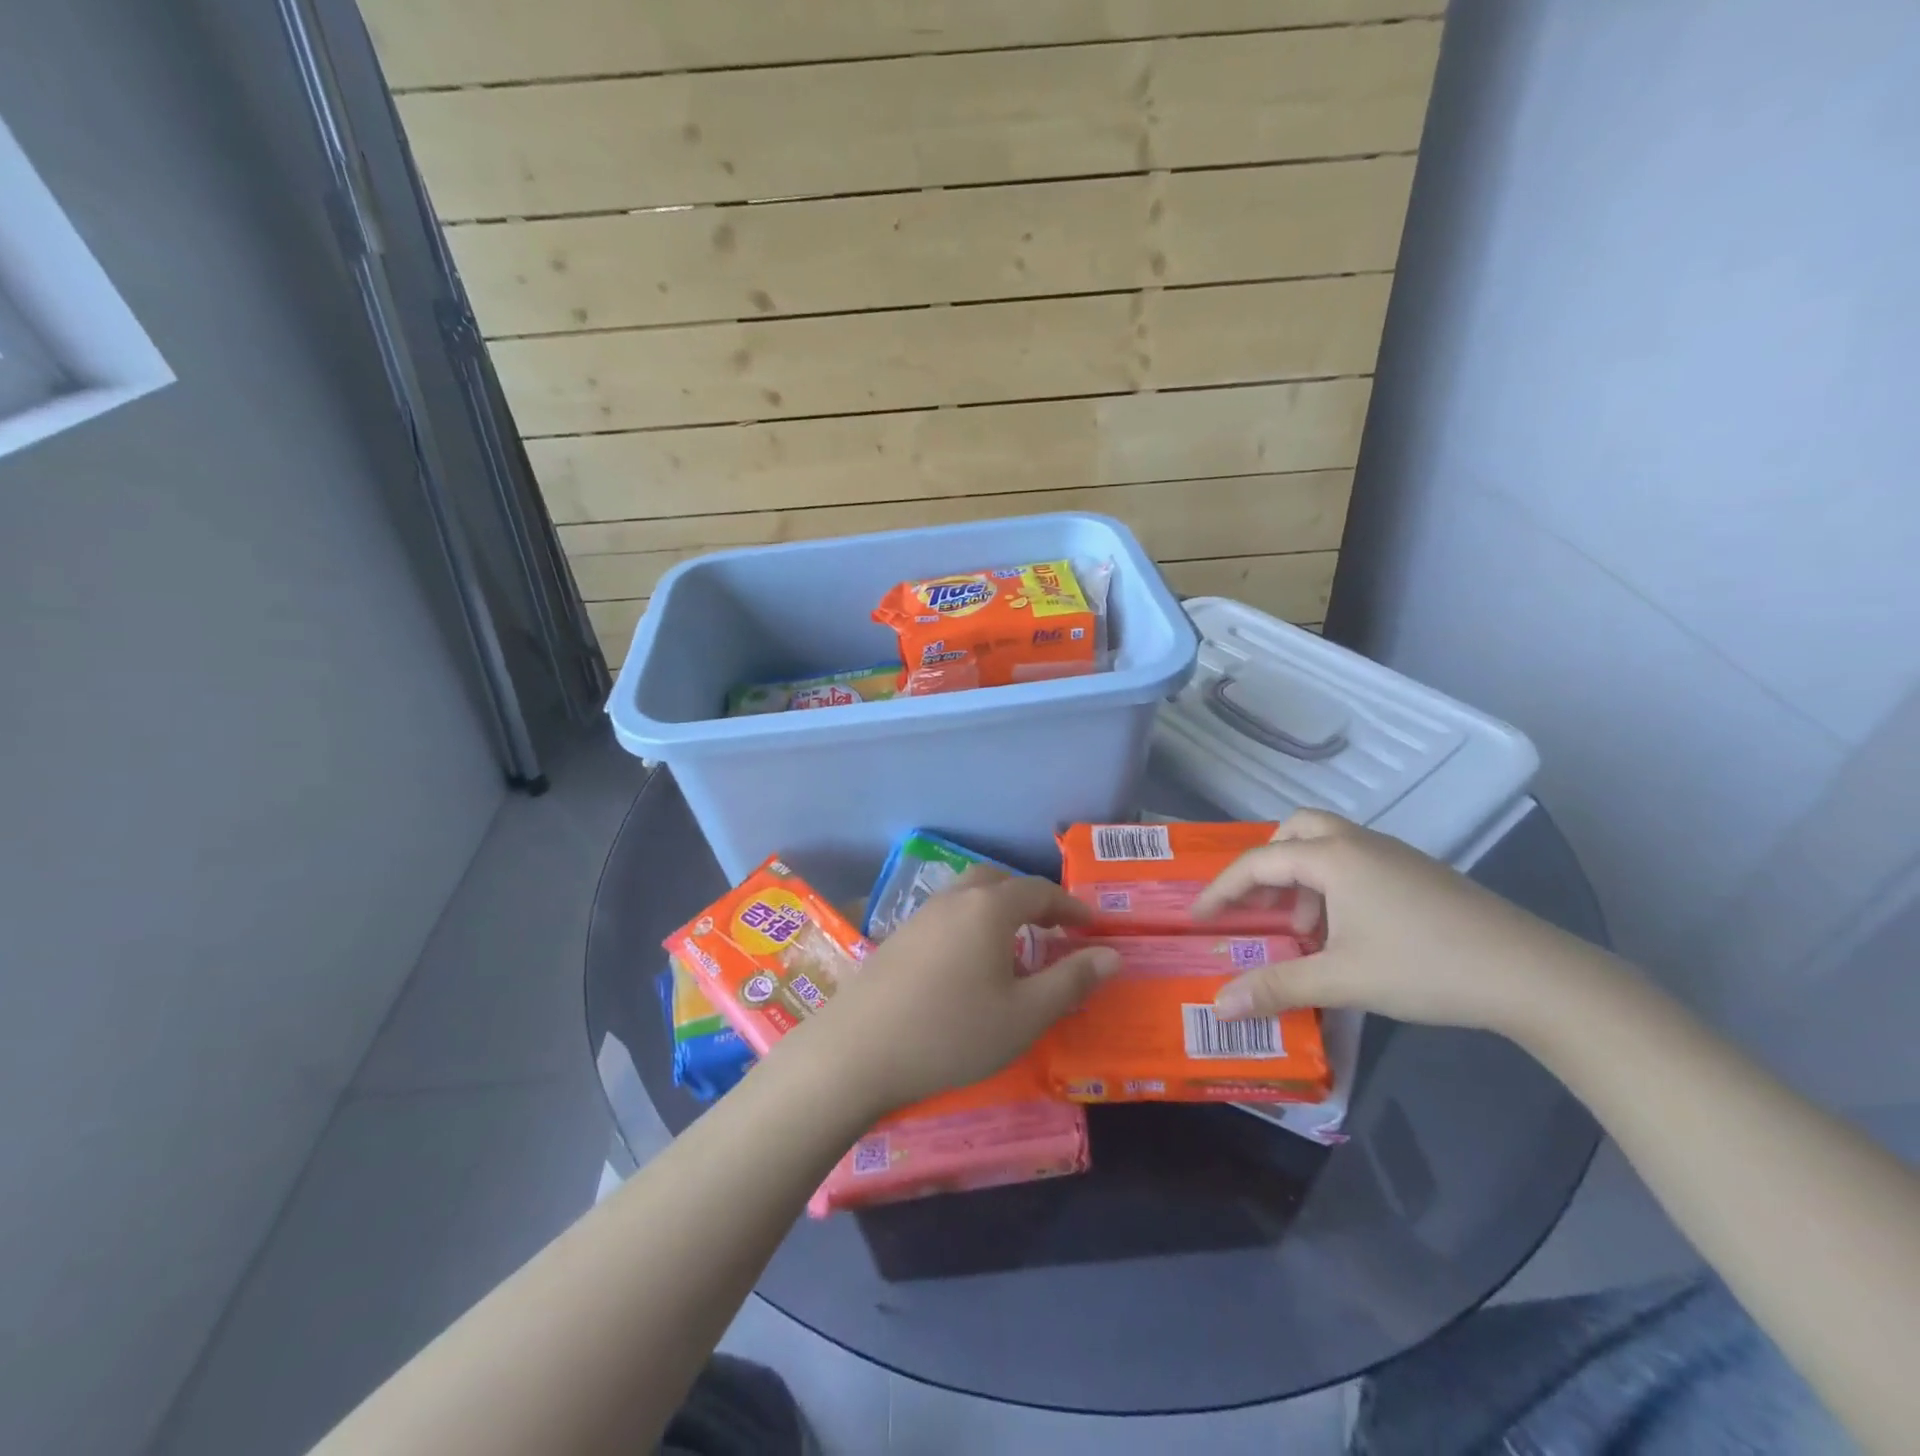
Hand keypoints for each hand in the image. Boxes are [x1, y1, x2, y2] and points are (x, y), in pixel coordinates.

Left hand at [790, 868, 1120, 1115]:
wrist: (858, 1051)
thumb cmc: (952, 1032)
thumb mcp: (1024, 1015)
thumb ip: (1071, 981)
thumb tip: (1112, 954)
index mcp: (989, 908)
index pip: (1039, 890)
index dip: (1069, 905)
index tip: (1090, 926)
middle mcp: (954, 899)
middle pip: (999, 881)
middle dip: (1030, 898)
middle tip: (1052, 928)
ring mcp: (919, 916)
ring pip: (968, 895)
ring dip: (997, 909)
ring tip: (1013, 946)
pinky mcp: (897, 937)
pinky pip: (945, 915)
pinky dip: (969, 924)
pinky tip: (967, 963)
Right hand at [1197, 810, 1602, 1037]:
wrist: (1534, 975)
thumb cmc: (1425, 967)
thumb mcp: (1342, 980)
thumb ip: (1276, 988)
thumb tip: (1219, 1006)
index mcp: (1333, 858)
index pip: (1258, 862)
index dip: (1222, 889)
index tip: (1199, 918)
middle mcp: (1359, 843)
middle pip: (1295, 831)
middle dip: (1266, 864)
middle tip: (1258, 905)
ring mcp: (1394, 855)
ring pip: (1328, 845)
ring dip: (1302, 877)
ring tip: (1302, 929)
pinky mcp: (1419, 874)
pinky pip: (1355, 862)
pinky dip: (1332, 885)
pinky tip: (1346, 932)